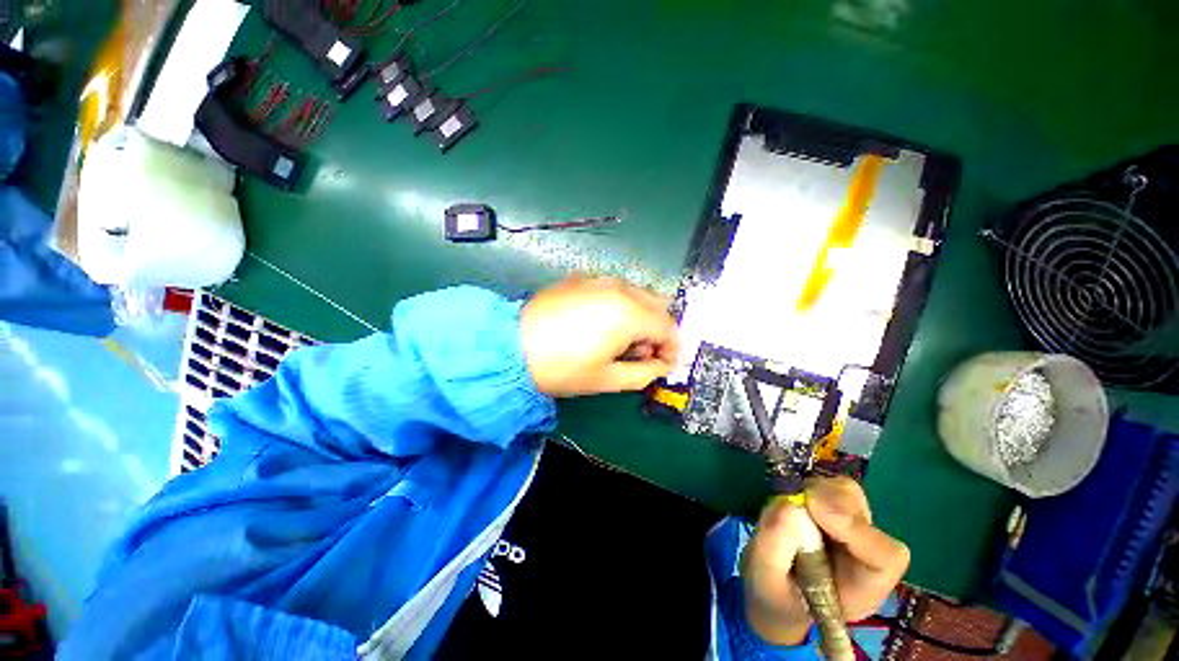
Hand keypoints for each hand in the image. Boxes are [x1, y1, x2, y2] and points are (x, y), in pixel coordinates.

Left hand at [520, 276, 679, 396]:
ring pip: (637, 294)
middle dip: (658, 330)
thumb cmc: (562, 367)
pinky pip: (614, 289)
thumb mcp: (608, 379)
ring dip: (640, 316)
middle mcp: (619, 288)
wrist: (511, 346)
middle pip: (658, 305)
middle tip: (640, 353)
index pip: (669, 326)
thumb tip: (662, 364)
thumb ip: (645, 373)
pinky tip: (599, 324)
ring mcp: (599, 279)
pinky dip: (620, 305)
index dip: (673, 347)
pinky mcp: (581, 278)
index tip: (665, 364)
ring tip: (618, 341)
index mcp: (629, 313)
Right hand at [741, 477, 909, 644]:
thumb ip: (775, 547)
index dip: (854, 526)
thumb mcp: (765, 579)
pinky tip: (790, 504)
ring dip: (813, 492)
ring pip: (847, 493)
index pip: (885, 556)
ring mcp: (851, 527)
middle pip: (862, 514)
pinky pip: (827, 485)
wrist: (775, 589)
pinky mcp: (834, 507)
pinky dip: (804, 486)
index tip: (813, 508)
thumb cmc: (774, 593)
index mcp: (862, 587)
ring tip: (787, 510)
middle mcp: (865, 553)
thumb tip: (789, 504)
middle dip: (825, 502)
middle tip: (790, 505)